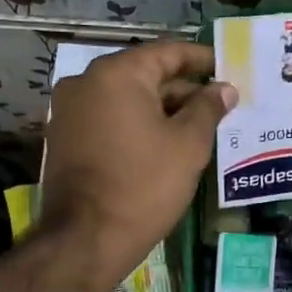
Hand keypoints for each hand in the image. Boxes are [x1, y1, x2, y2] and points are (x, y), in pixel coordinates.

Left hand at [38, 41, 235, 287]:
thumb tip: (224, 89)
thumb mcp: (188, 145)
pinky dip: (137, 124)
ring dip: (161, 109)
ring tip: (198, 125)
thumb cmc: (144, 184)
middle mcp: (86, 82)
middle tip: (218, 103)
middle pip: (144, 75)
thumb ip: (208, 109)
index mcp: (116, 74)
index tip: (226, 68)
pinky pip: (109, 119)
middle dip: (182, 88)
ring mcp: (69, 111)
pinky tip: (164, 142)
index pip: (167, 52)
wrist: (86, 239)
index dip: (200, 59)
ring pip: (126, 99)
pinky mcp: (64, 138)